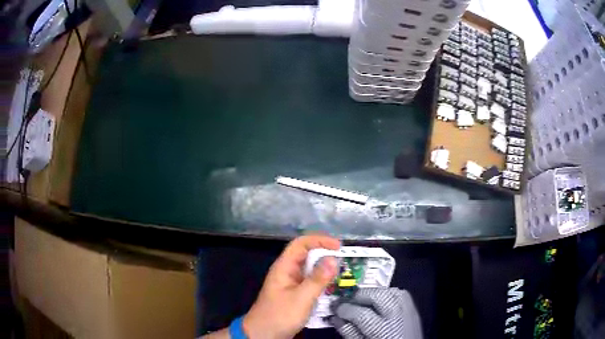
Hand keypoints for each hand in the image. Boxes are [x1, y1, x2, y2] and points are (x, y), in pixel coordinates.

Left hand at [243, 234, 340, 337]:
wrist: (264, 335)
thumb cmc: (280, 315)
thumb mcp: (301, 298)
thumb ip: (318, 279)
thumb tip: (333, 258)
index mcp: (284, 267)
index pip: (301, 244)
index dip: (319, 240)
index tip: (338, 246)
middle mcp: (287, 272)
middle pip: (307, 255)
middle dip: (325, 255)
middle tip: (345, 262)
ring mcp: (291, 284)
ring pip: (310, 270)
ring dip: (325, 270)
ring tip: (342, 274)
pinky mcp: (295, 294)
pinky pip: (310, 283)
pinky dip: (322, 282)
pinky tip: (333, 289)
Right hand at [331, 288, 422, 338]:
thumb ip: (349, 332)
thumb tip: (336, 318)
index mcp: (383, 331)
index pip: (360, 313)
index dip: (344, 308)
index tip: (335, 307)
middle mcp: (398, 318)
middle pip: (378, 296)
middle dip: (359, 295)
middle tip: (346, 300)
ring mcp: (408, 311)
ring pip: (389, 291)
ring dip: (372, 293)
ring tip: (360, 301)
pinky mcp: (412, 308)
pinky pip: (398, 294)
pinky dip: (385, 294)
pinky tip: (377, 302)